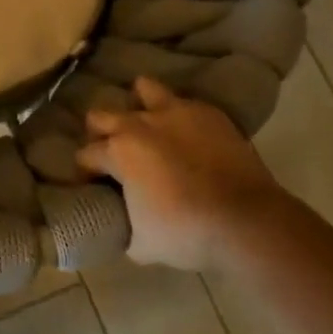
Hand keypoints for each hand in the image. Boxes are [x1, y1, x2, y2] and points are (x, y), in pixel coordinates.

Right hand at [76, 76, 279, 270]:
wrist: (247, 221)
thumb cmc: (187, 233)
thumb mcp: (143, 245)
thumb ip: (125, 228)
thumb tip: (123, 226)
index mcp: (118, 152)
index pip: (86, 155)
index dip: (85, 171)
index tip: (92, 184)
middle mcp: (138, 124)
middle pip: (101, 115)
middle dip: (100, 133)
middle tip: (113, 153)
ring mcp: (175, 113)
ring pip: (143, 89)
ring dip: (139, 105)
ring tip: (148, 125)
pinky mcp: (208, 113)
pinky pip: (184, 103)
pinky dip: (180, 116)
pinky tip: (187, 134)